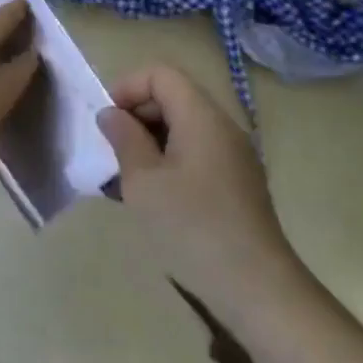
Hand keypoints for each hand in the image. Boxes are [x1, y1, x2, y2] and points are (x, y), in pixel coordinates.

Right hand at [96, 65, 304, 326]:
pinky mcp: (236, 184)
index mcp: (202, 117)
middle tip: (111, 153)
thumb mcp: (144, 182)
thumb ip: (124, 139)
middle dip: (136, 116)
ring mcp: (233, 157)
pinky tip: (152, 199)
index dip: (127, 88)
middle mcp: (222, 127)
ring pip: (182, 128)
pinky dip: (168, 163)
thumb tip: (112, 114)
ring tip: (124, 180)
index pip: (161, 74)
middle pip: (173, 97)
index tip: (106, 123)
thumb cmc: (192, 228)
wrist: (256, 289)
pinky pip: (195, 154)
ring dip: (149, 143)